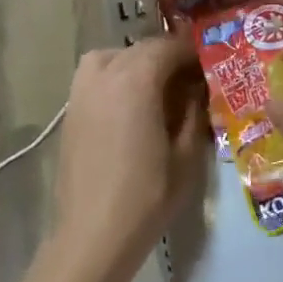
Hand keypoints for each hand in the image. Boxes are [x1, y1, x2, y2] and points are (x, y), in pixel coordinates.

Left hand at [52, 36, 208, 269]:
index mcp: (137, 80)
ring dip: (137, 62)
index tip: (211, 62)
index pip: (169, 46)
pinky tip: (131, 106)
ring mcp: (82, 91)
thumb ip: (194, 112)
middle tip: (191, 78)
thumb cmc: (147, 196)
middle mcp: (105, 74)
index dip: (193, 51)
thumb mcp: (187, 155)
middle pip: (142, 48)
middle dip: (168, 56)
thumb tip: (198, 90)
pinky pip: (95, 77)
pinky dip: (115, 77)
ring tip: (157, 87)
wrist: (92, 235)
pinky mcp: (70, 111)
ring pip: (112, 56)